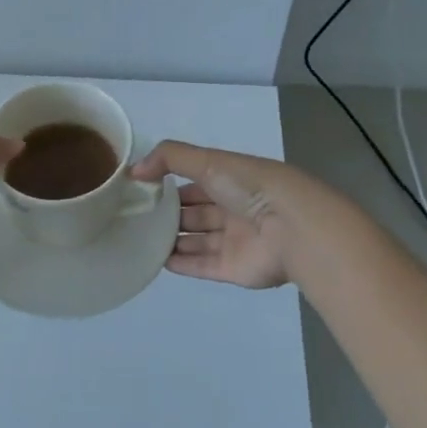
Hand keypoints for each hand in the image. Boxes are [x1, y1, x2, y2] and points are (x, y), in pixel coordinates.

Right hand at [130, 140, 305, 288]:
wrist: (292, 229)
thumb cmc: (250, 187)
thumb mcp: (209, 161)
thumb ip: (169, 158)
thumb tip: (134, 170)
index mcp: (231, 180)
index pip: (195, 181)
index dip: (168, 183)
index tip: (139, 188)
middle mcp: (233, 209)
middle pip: (194, 212)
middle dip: (167, 213)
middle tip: (134, 216)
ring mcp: (234, 241)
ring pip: (196, 240)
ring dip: (171, 239)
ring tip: (138, 238)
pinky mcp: (232, 269)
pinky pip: (201, 265)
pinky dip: (180, 263)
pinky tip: (157, 260)